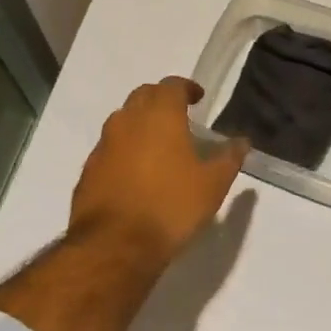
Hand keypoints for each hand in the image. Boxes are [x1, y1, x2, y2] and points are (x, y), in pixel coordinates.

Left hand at [68, 77, 248, 270]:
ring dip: (140, 123)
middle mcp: (128, 119)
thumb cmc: (170, 206)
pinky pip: (110, 147)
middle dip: (161, 99)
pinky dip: (124, 149)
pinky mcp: (88, 169)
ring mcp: (104, 143)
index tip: (198, 98)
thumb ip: (228, 159)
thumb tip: (242, 142)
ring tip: (158, 144)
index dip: (186, 88)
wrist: (114, 245)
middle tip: (178, 116)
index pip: (172, 85)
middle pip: (144, 95)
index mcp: (160, 114)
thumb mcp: (212, 185)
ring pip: (123, 119)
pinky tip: (135, 172)